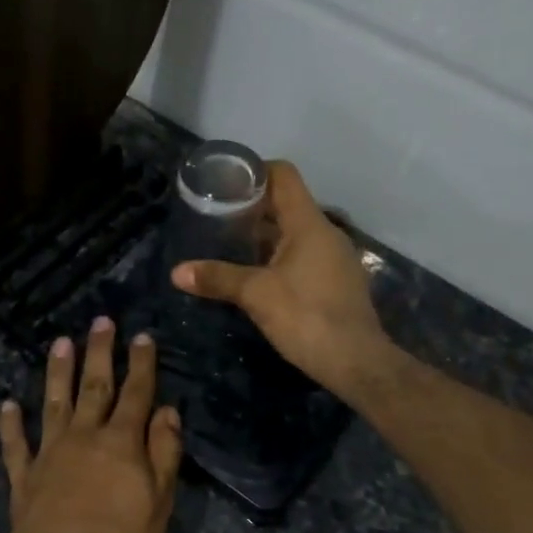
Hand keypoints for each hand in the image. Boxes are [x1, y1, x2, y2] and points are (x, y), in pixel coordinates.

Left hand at [0, 319, 183, 532]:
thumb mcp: (161, 500)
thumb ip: (164, 451)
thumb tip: (167, 410)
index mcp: (121, 441)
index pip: (135, 393)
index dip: (141, 363)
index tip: (142, 336)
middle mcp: (83, 436)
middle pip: (93, 386)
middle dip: (99, 352)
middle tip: (100, 322)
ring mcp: (49, 454)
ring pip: (53, 403)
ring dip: (57, 372)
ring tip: (59, 343)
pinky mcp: (24, 478)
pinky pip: (15, 445)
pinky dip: (10, 424)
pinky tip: (7, 404)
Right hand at [171, 160, 393, 401]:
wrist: (356, 361)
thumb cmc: (306, 316)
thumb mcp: (256, 295)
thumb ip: (217, 278)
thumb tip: (177, 272)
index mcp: (309, 224)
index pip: (284, 176)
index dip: (255, 171)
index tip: (226, 182)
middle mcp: (326, 233)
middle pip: (287, 204)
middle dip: (253, 208)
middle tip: (217, 216)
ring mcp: (335, 258)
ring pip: (296, 233)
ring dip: (266, 236)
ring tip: (231, 245)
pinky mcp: (338, 282)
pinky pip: (305, 256)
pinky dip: (280, 257)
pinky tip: (259, 276)